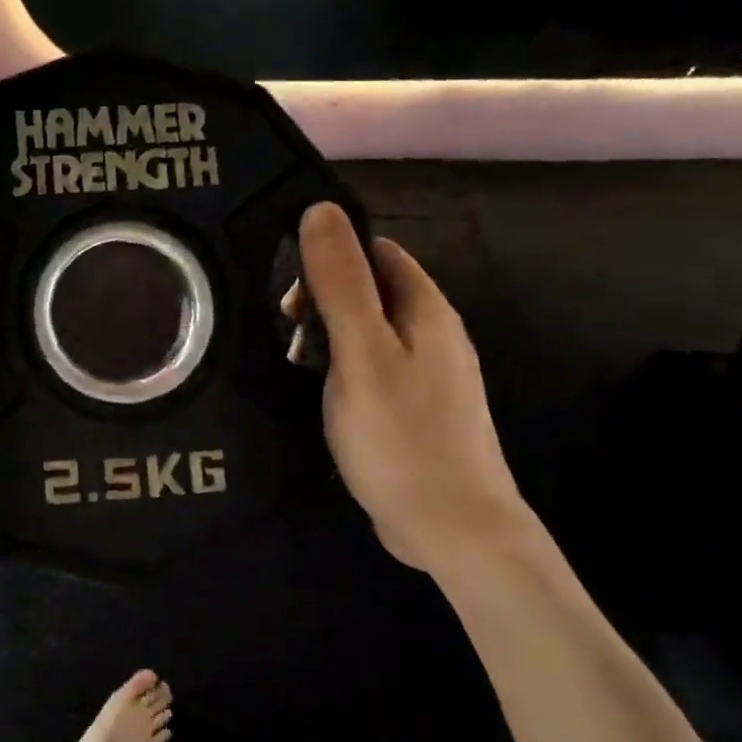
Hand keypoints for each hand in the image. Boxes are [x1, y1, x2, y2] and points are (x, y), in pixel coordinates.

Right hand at [293, 202, 532, 575]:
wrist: (454, 531)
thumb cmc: (402, 436)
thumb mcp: (362, 352)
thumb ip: (341, 283)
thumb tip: (321, 209)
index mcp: (426, 309)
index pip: (375, 250)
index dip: (330, 254)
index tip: (288, 284)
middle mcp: (432, 333)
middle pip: (370, 288)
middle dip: (323, 298)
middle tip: (287, 332)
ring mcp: (427, 373)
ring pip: (367, 330)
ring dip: (328, 336)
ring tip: (295, 365)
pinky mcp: (415, 407)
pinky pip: (371, 365)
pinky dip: (341, 367)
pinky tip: (319, 393)